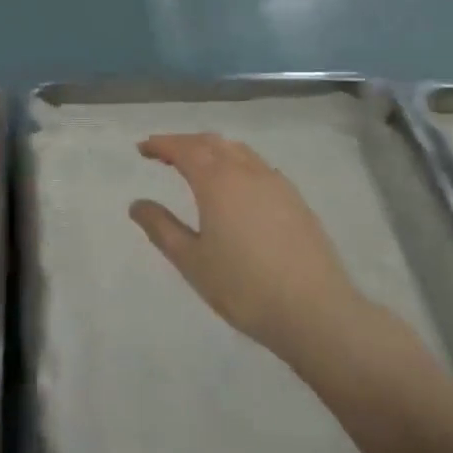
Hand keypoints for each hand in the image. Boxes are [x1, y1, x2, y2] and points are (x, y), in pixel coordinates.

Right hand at [129, 134, 360, 355]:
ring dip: (212, 150)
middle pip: (211, 143)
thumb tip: (137, 204)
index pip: (184, 149)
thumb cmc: (244, 287)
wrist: (315, 310)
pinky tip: (235, 185)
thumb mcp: (192, 261)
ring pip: (238, 151)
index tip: (142, 148)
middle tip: (164, 154)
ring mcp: (276, 182)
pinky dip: (236, 162)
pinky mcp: (296, 199)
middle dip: (185, 143)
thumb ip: (162, 228)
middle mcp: (247, 171)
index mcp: (217, 181)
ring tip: (196, 164)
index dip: (161, 144)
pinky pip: (258, 166)